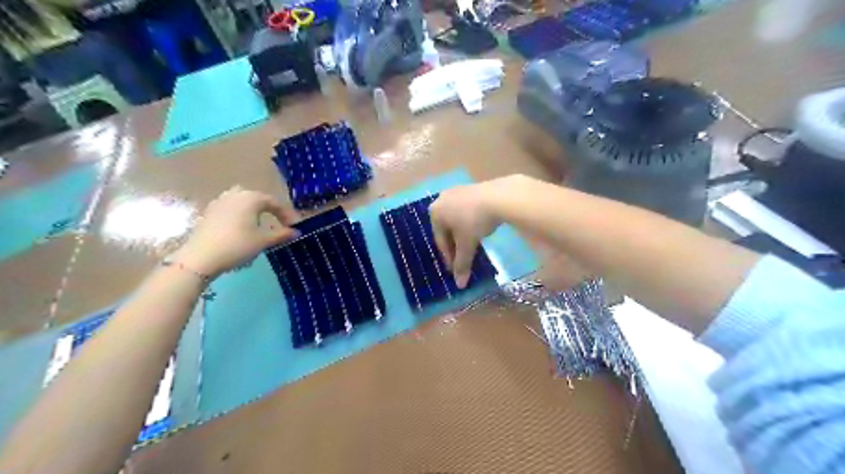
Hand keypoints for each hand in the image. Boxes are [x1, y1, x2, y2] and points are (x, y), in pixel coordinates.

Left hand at [169, 187, 297, 277]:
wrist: (201, 257)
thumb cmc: (238, 245)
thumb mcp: (263, 240)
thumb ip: (281, 234)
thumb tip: (296, 232)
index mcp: (251, 198)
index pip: (274, 203)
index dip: (286, 214)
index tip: (294, 227)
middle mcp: (235, 194)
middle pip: (257, 198)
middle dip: (269, 209)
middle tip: (277, 222)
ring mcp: (220, 202)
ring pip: (242, 202)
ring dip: (253, 211)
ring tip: (260, 224)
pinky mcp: (209, 212)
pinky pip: (230, 209)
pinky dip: (240, 215)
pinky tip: (241, 228)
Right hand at [431, 177, 502, 286]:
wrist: (499, 196)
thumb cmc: (475, 221)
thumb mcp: (467, 245)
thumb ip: (462, 264)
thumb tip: (460, 285)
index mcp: (435, 213)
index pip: (440, 241)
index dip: (449, 257)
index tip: (456, 270)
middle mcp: (441, 200)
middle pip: (447, 229)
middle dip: (455, 245)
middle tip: (463, 259)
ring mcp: (456, 192)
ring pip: (457, 220)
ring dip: (463, 234)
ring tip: (473, 245)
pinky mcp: (471, 188)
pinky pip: (466, 210)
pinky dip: (470, 222)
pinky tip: (480, 229)